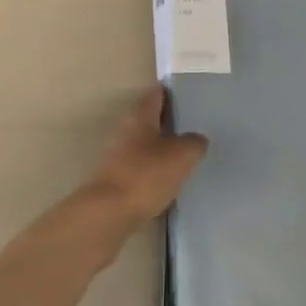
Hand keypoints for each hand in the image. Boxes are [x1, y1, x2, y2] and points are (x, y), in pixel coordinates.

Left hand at [82, 85, 207, 224]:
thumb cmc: (146, 174)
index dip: (171, 92)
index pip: (156, 95)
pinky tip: (167, 178)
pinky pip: (139, 166)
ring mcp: (117, 155)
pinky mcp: (115, 179)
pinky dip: (152, 168)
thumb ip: (193, 143)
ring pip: (144, 143)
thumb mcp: (181, 155)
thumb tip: (197, 139)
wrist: (108, 213)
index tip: (187, 95)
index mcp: (140, 116)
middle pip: (149, 119)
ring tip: (183, 153)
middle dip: (167, 121)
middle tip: (191, 125)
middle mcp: (125, 130)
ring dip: (160, 146)